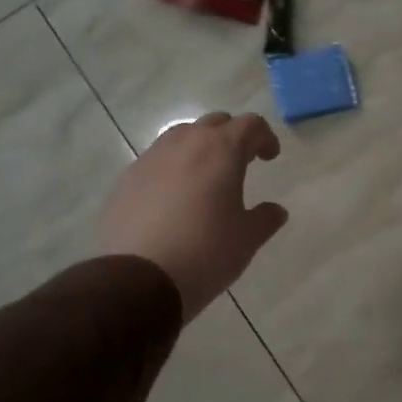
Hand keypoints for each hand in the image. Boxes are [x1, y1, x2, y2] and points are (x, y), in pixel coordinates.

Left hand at [101, 112, 288, 321]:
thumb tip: (276, 210)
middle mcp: (184, 143)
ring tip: (204, 178)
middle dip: (231, 136)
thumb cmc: (205, 252)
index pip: (250, 125)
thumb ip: (265, 219)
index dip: (264, 137)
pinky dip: (171, 169)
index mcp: (221, 150)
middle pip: (213, 123)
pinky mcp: (126, 179)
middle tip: (240, 162)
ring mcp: (150, 159)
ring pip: (180, 137)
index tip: (269, 157)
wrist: (139, 278)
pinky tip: (172, 199)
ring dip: (198, 148)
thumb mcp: (246, 239)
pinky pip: (155, 162)